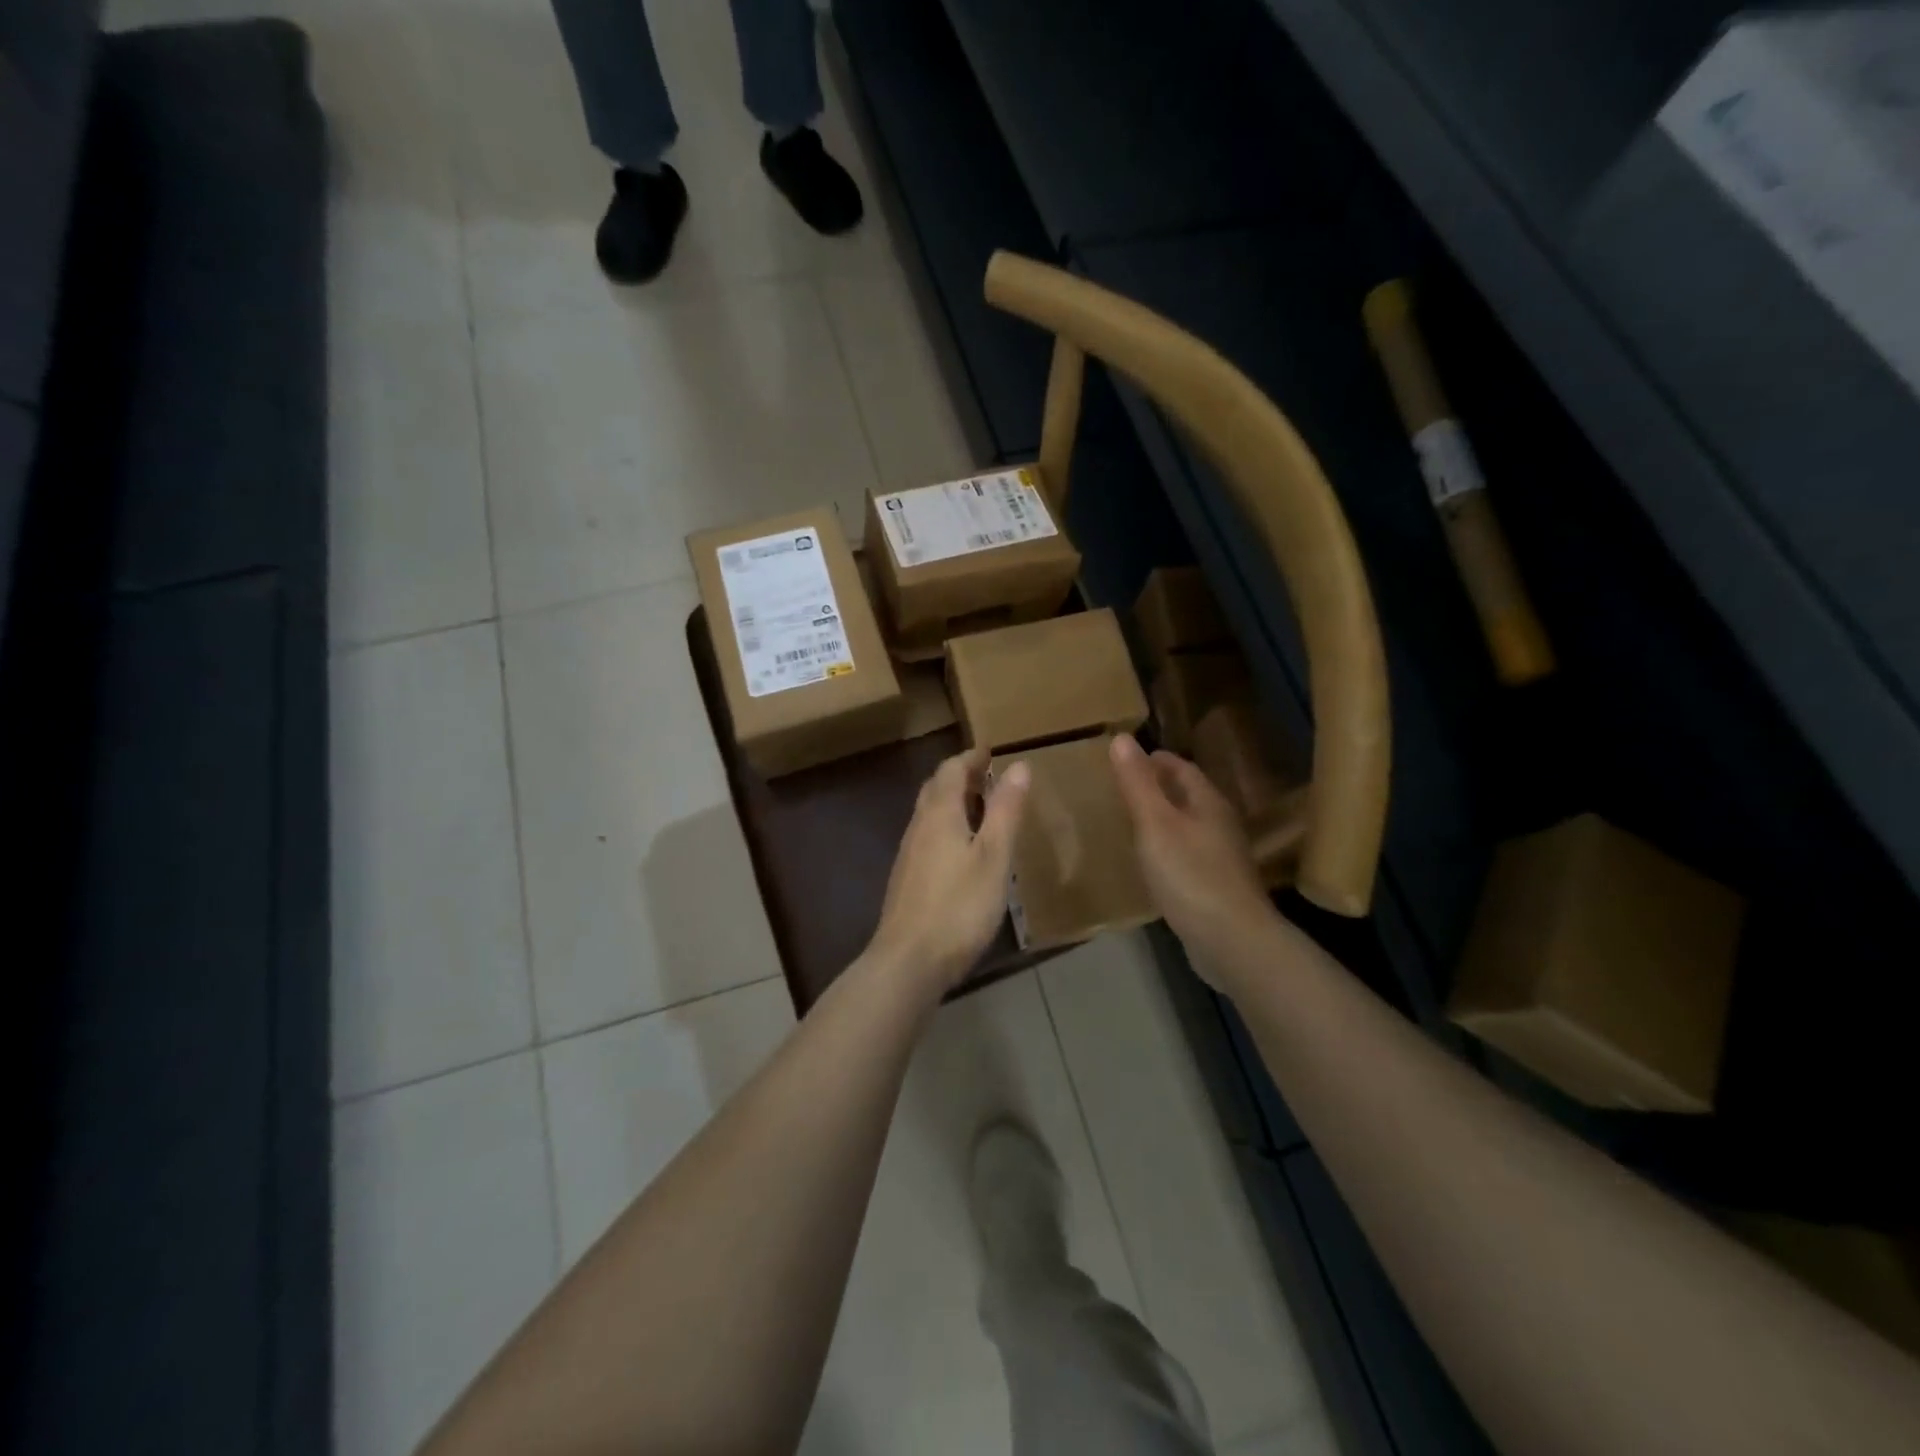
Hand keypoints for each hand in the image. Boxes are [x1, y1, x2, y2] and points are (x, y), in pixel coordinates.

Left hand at [866, 748, 1030, 995]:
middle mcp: (918, 826)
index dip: (972, 756)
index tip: (992, 750)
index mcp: (939, 814)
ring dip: (953, 801)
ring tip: (982, 808)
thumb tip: (1019, 765)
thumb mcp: (994, 857)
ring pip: (929, 813)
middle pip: (936, 788)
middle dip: (961, 776)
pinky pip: (927, 835)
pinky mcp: (907, 879)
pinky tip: (963, 849)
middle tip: (989, 776)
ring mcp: (909, 854)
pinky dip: (947, 826)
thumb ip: (1005, 811)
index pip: (951, 769)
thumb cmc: (959, 906)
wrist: (908, 961)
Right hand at [1109, 733, 1270, 967]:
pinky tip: (1152, 862)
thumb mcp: (1155, 824)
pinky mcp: (1217, 887)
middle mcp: (1220, 824)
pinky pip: (1189, 855)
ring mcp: (1222, 858)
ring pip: (1189, 825)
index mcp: (1208, 802)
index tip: (1126, 758)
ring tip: (1132, 821)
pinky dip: (1169, 848)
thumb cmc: (1190, 875)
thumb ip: (1137, 783)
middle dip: (1158, 787)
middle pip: (1187, 795)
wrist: (1231, 941)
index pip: (1181, 768)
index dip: (1154, 760)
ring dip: (1164, 819)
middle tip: (1123, 787)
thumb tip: (1122, 738)